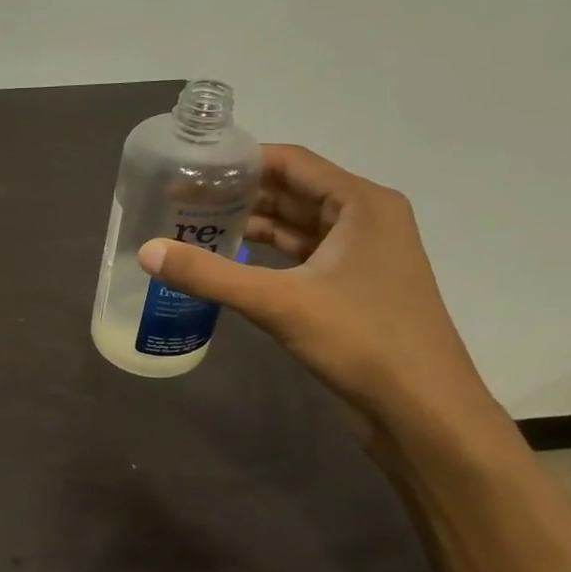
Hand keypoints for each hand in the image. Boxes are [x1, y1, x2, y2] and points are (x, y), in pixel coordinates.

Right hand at [137, 144, 502, 446]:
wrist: (423, 410)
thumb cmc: (362, 341)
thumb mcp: (279, 303)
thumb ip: (209, 275)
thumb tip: (147, 252)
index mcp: (361, 204)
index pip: (291, 162)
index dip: (240, 162)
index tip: (190, 169)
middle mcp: (366, 219)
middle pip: (292, 191)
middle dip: (238, 195)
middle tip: (180, 201)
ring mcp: (361, 256)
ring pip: (296, 226)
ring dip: (250, 225)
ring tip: (193, 228)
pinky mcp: (352, 288)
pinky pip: (301, 257)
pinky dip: (266, 255)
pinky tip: (228, 263)